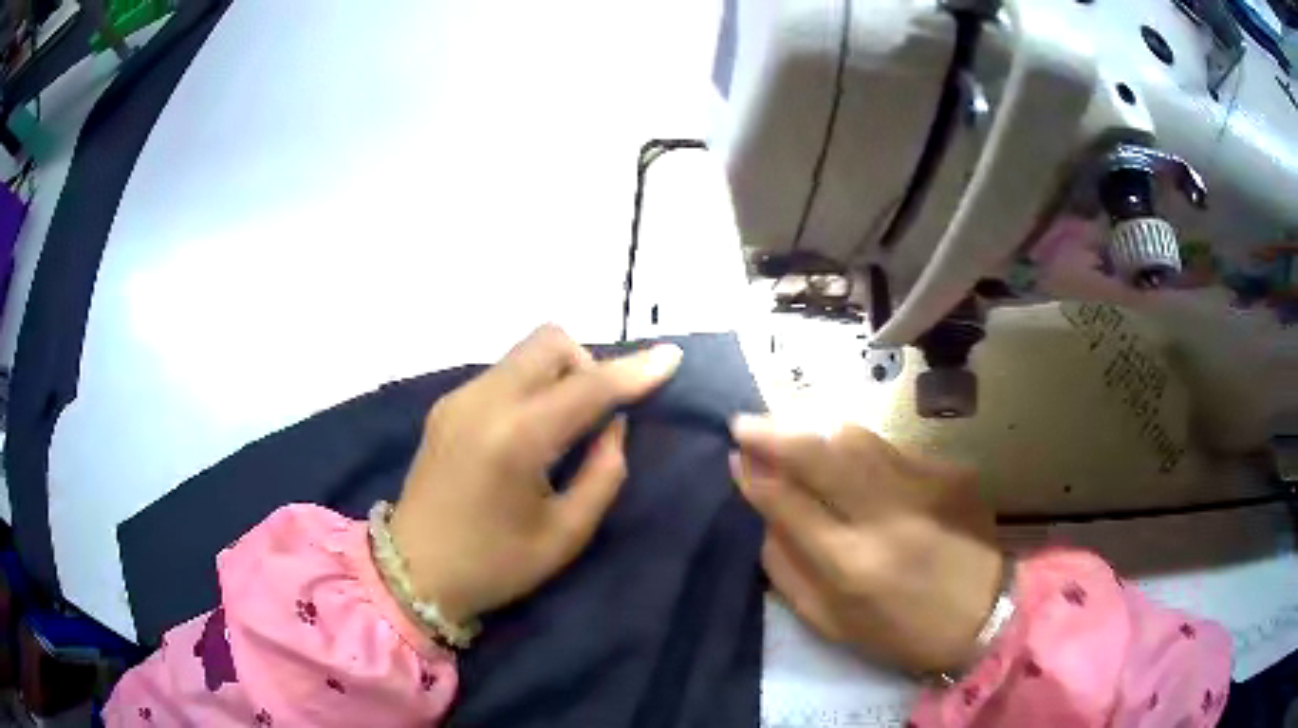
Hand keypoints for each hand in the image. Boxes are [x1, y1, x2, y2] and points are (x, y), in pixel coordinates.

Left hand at [389, 325, 681, 624]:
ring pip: (525, 352)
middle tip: (599, 413)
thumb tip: (614, 425)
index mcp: (515, 438)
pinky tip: (531, 430)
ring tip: (566, 424)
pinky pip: (504, 372)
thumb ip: (603, 473)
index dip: (634, 371)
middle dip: (589, 363)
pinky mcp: (446, 405)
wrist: (413, 572)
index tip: (672, 357)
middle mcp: (483, 401)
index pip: (587, 386)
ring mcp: (459, 398)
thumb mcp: (565, 534)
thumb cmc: (494, 565)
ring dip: (560, 372)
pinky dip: (533, 384)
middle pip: (549, 342)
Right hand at [730, 416, 1003, 673]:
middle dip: (774, 433)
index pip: (787, 502)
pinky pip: (892, 450)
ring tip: (790, 433)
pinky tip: (853, 463)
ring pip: (856, 438)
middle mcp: (886, 516)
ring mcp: (925, 485)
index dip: (756, 475)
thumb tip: (764, 518)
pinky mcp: (950, 471)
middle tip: (745, 423)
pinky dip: (861, 451)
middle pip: (820, 453)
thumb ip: (788, 571)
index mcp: (851, 565)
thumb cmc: (902, 632)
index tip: (734, 456)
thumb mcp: (832, 623)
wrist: (985, 615)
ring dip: (815, 431)